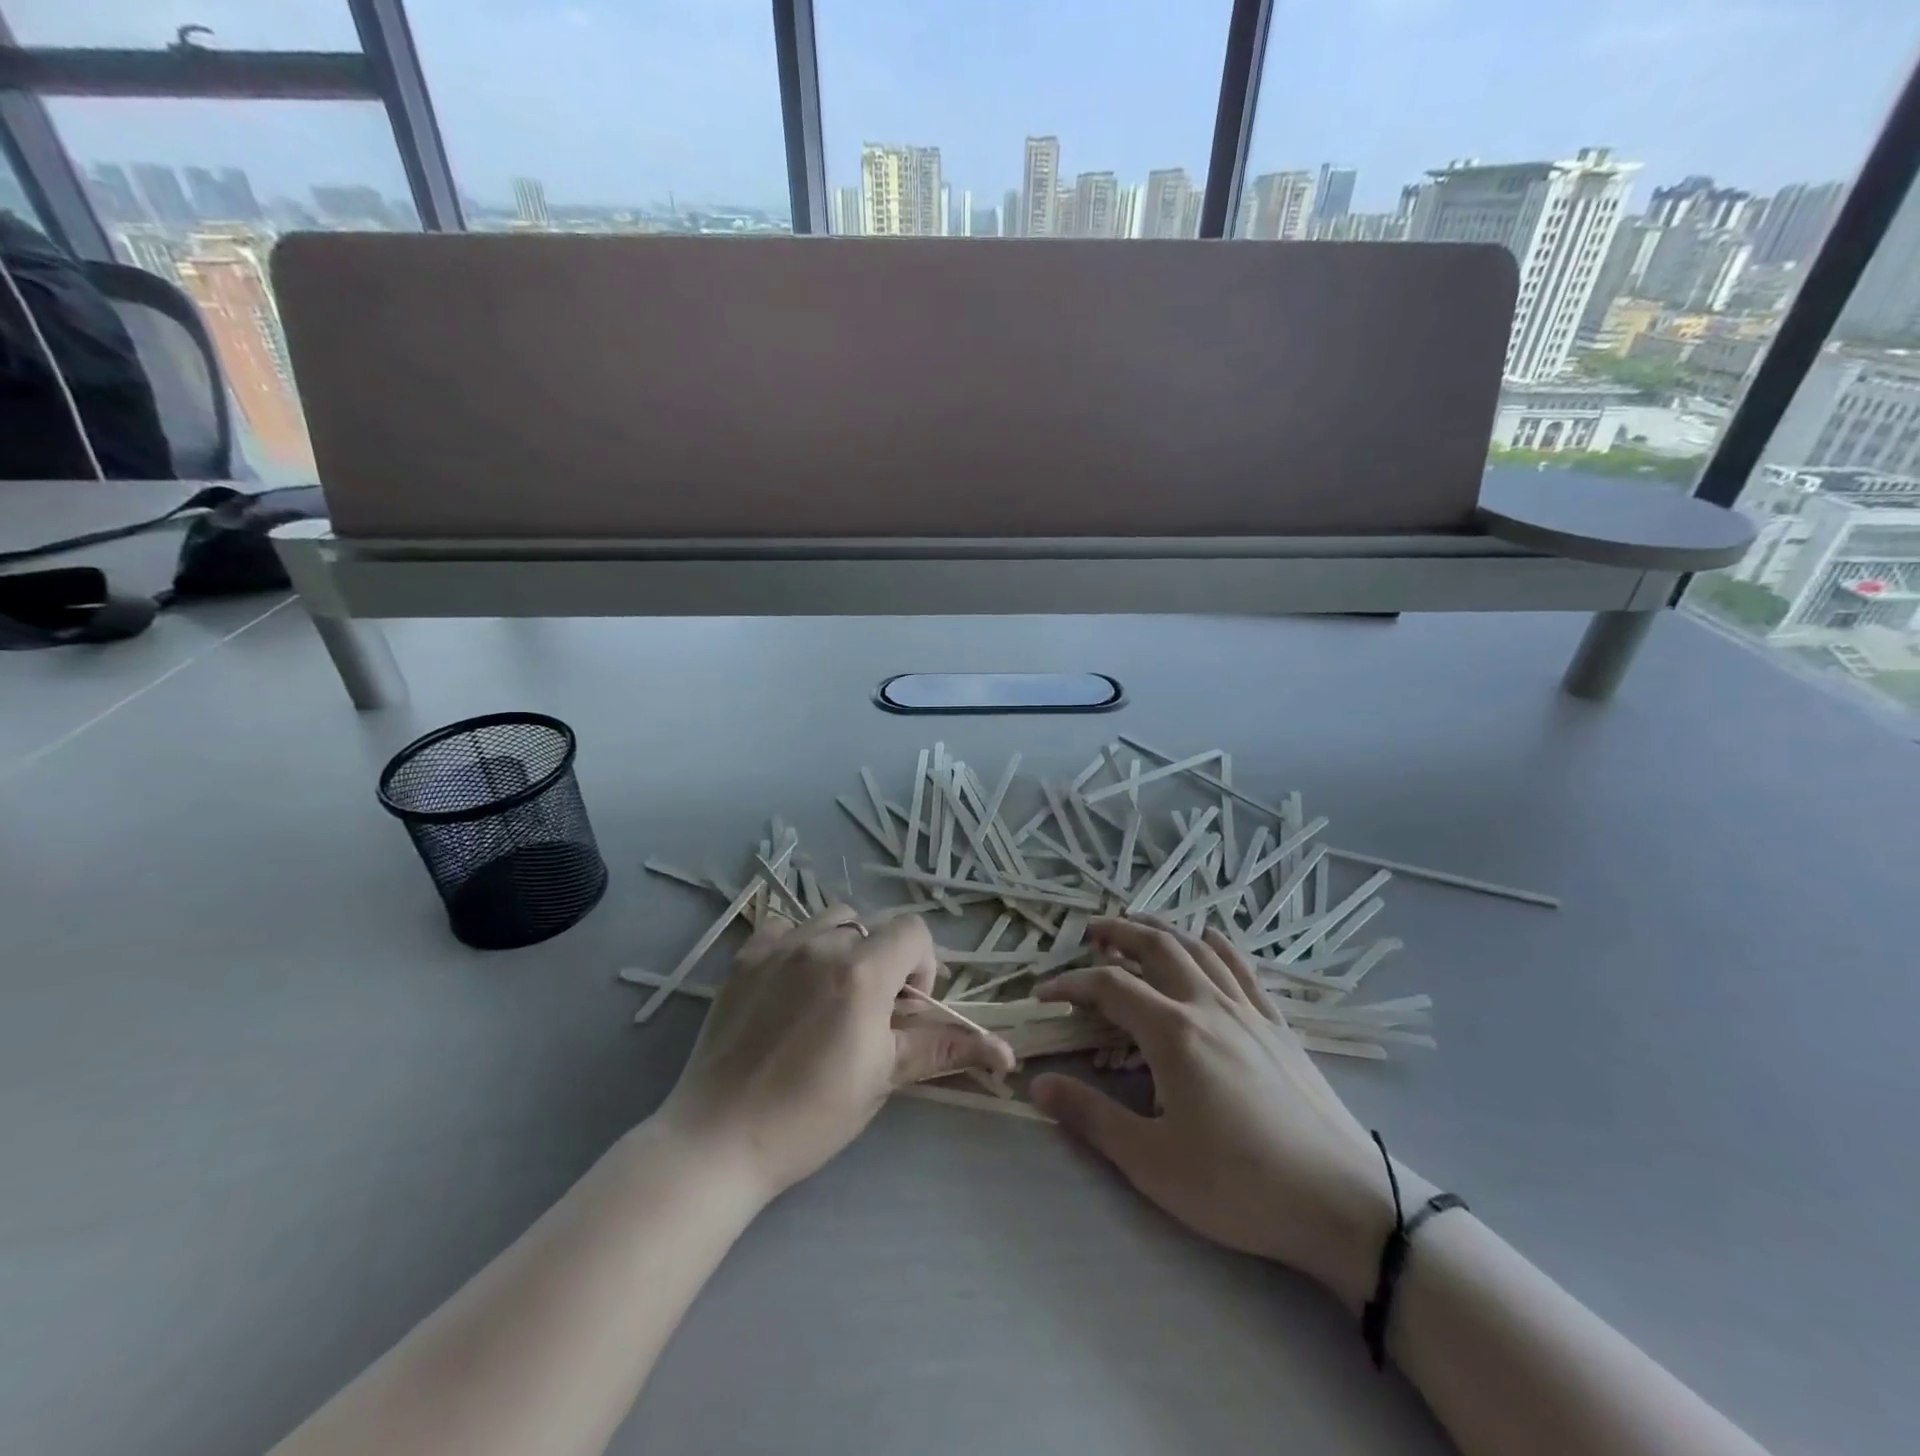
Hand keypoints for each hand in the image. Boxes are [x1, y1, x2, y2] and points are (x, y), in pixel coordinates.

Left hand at [658, 906, 1014, 1201]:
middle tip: (869, 1012)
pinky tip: (790, 987)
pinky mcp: (745, 957)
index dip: (921, 967)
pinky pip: (785, 928)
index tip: (905, 1010)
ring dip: (845, 948)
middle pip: (874, 926)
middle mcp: (822, 944)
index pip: (914, 931)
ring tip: (831, 995)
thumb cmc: (811, 1115)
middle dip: (885, 960)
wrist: (720, 1139)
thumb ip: (940, 1047)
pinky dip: (799, 946)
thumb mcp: (883, 1078)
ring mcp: (778, 946)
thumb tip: (1004, 1051)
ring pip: (832, 920)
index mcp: (862, 972)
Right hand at [1030, 917, 1394, 1307]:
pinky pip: (1244, 969)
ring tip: (1138, 924)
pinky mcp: (1279, 1027)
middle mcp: (1208, 1006)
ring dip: (1163, 929)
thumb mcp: (1153, 1162)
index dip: (1071, 984)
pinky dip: (1220, 945)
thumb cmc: (1240, 1185)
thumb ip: (1092, 1117)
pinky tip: (1212, 936)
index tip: (1043, 995)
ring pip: (1199, 950)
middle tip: (1091, 931)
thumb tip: (1037, 1085)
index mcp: (1173, 1033)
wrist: (1344, 1202)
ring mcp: (1248, 1012)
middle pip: (1157, 948)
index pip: (1110, 988)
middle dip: (1119, 932)